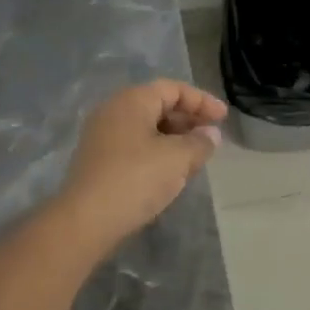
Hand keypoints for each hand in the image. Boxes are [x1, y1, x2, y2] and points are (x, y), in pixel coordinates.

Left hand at [52, 79, 226, 254]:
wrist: (85, 220)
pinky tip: (170, 172)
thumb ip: (199, 143)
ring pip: (146, 127)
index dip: (201, 101)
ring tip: (195, 157)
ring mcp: (102, 136)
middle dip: (188, 119)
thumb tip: (210, 134)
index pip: (173, 88)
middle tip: (211, 138)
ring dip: (174, 138)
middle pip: (158, 105)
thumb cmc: (135, 179)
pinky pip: (134, 145)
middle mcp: (113, 110)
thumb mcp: (177, 159)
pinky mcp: (98, 160)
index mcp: (132, 100)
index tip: (223, 118)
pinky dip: (157, 152)